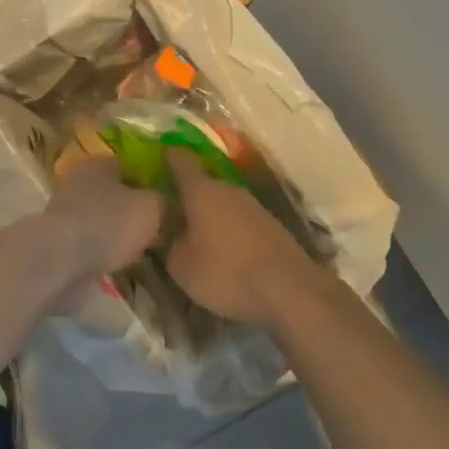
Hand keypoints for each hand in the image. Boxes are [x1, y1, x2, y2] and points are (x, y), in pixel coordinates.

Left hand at [43, 157, 163, 294]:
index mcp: (99, 164)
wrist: (61, 260)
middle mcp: (79, 182)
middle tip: (159, 229)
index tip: (169, 203)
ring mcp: (66, 211)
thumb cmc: (109, 224)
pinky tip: (122, 265)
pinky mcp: (61, 240)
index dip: (152, 183)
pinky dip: (105, 252)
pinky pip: (91, 243)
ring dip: (119, 234)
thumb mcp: (151, 208)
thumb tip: (168, 203)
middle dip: (134, 210)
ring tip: (144, 251)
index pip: (132, 166)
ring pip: (103, 219)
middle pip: (116, 194)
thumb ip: (164, 201)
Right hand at [164, 149, 322, 326]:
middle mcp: (228, 189)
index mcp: (201, 191)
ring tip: (197, 234)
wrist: (290, 290)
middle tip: (171, 212)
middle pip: (203, 183)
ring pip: (223, 202)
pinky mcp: (272, 226)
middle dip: (187, 195)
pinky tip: (225, 250)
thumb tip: (168, 230)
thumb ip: (169, 242)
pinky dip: (230, 229)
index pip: (180, 161)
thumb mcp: (181, 266)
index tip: (157, 160)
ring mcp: (254, 206)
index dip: (168, 158)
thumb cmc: (226, 272)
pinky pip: (241, 220)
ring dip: (210, 214)